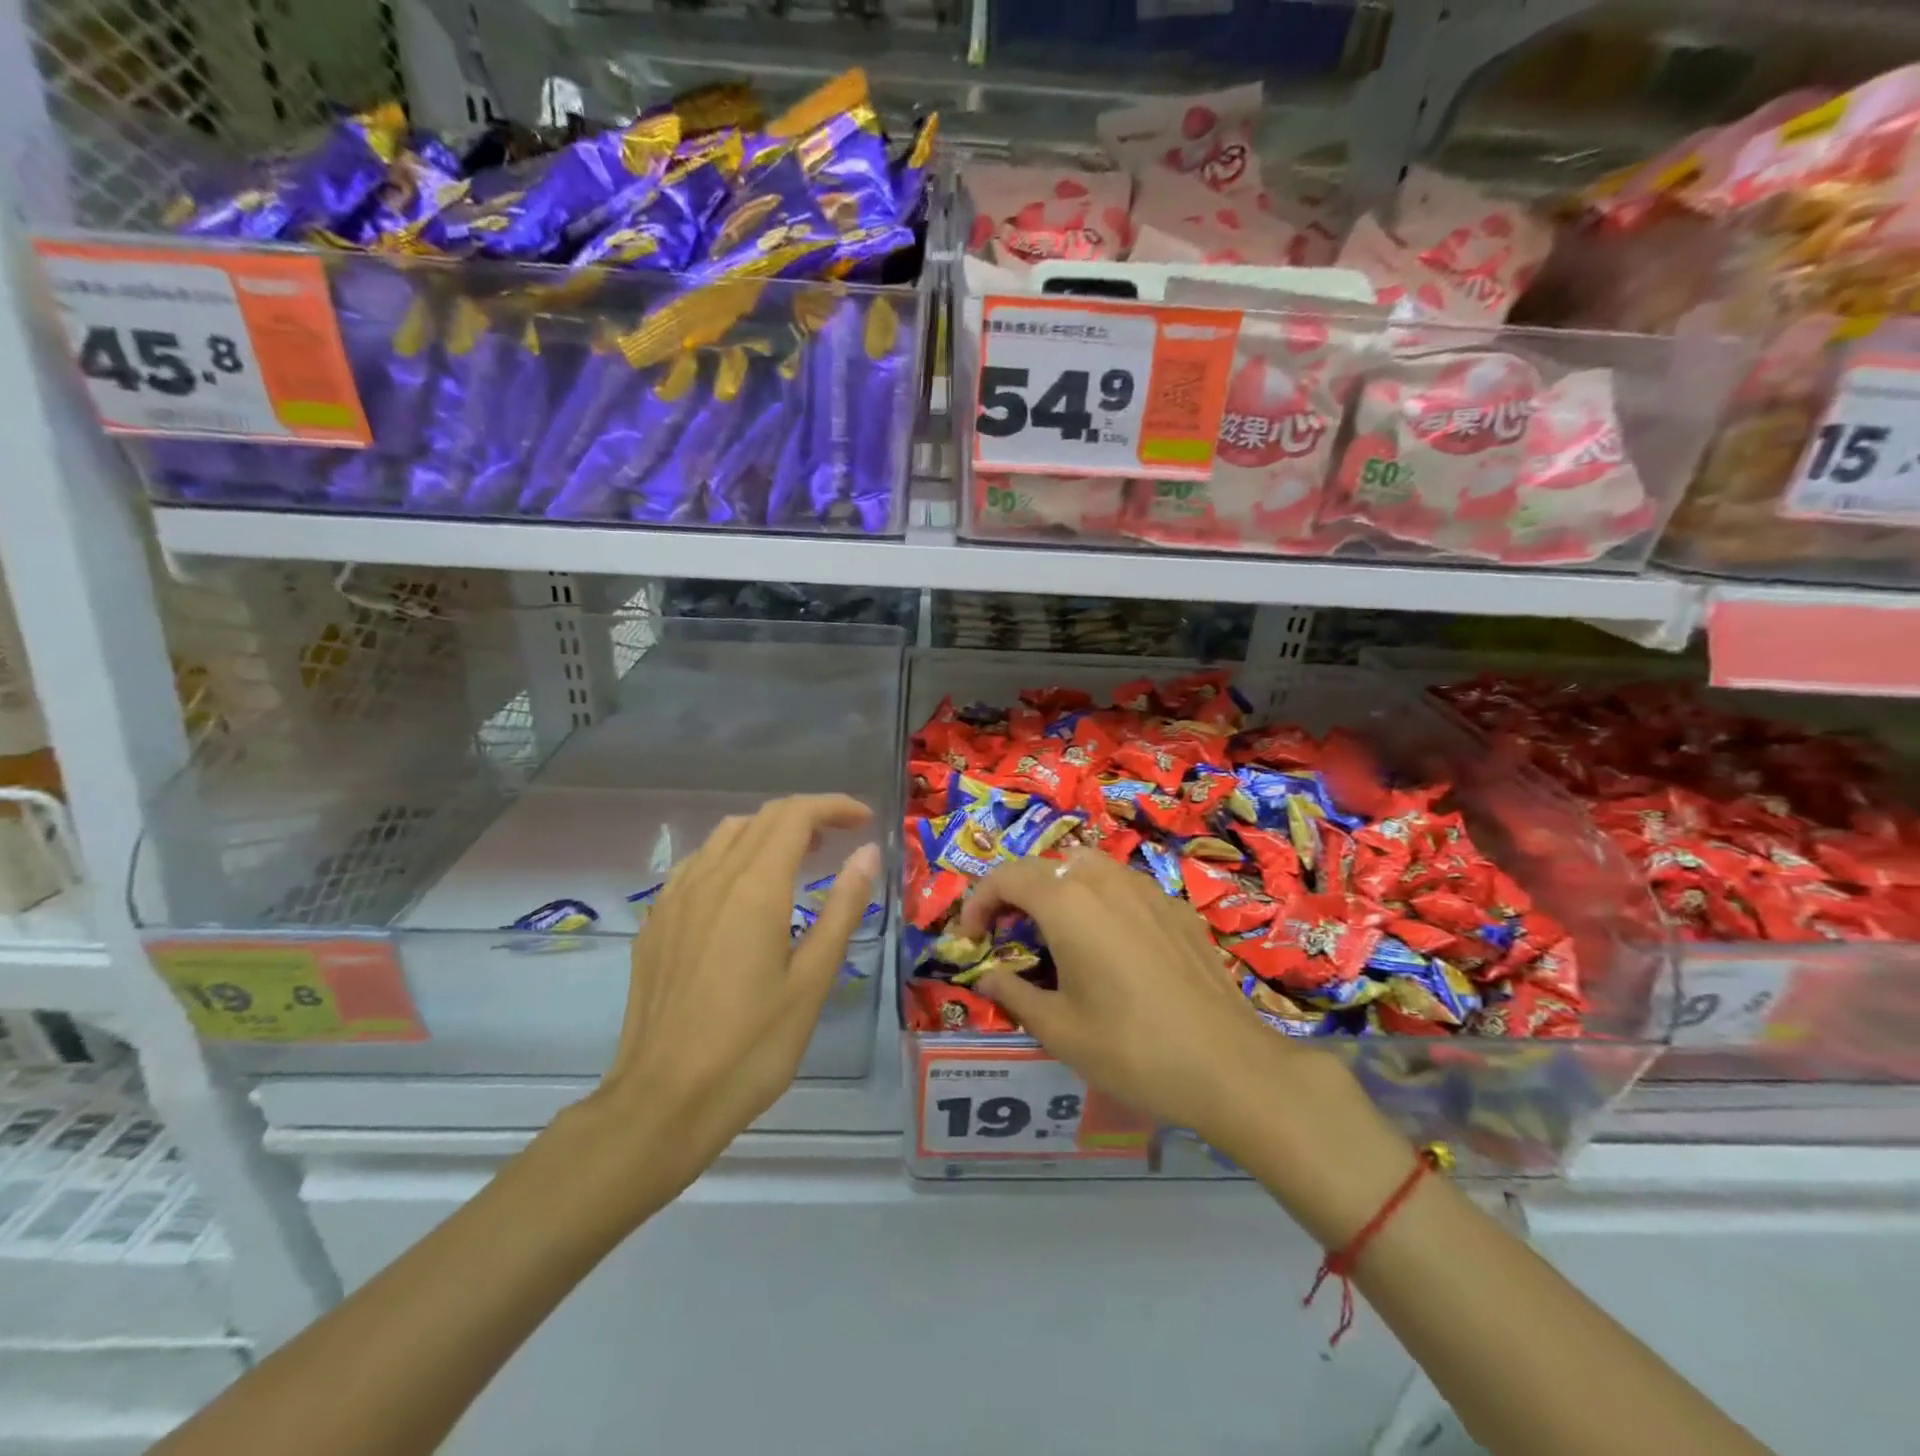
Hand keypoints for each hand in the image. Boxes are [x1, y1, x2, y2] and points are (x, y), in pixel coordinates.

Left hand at [585, 794, 878, 1204]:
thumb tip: (867, 852)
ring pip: (726, 836)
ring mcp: (676, 898)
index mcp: (754, 889)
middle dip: (807, 815)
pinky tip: (744, 891)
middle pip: (762, 818)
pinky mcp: (656, 923)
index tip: (864, 820)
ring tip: (799, 859)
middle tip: (841, 838)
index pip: (795, 816)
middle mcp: (711, 878)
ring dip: (768, 832)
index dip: (833, 806)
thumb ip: (842, 908)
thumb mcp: (812, 981)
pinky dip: (733, 855)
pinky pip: (698, 864)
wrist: (662, 1102)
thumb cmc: (751, 1047)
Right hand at [960, 850, 1305, 1148]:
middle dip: (1017, 892)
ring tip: (1056, 932)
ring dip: (1060, 888)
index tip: (971, 938)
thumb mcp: (1058, 1029)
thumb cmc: (1131, 1048)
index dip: (979, 901)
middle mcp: (1105, 881)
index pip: (1007, 877)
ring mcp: (1147, 890)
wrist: (1228, 1065)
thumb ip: (1013, 994)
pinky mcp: (1178, 909)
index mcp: (1068, 902)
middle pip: (1047, 865)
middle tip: (1008, 935)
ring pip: (1089, 867)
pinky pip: (1125, 887)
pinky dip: (1101, 901)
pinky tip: (1112, 945)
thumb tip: (986, 977)